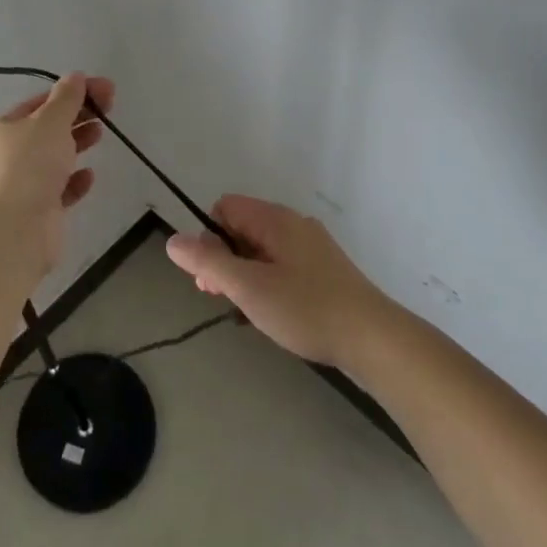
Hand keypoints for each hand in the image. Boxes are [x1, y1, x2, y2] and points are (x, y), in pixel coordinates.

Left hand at [0, 72, 113, 283]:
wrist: (9, 234)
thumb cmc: (27, 167)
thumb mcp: (49, 122)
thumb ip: (67, 98)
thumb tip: (75, 76)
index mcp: (5, 127)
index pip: (42, 101)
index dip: (74, 92)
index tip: (106, 89)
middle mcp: (10, 153)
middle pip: (49, 128)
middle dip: (78, 115)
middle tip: (110, 108)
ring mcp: (23, 184)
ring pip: (55, 157)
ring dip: (77, 143)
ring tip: (101, 134)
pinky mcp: (38, 212)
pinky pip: (60, 190)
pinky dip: (75, 181)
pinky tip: (90, 176)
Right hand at [166, 195, 393, 367]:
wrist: (373, 338)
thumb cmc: (306, 309)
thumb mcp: (249, 288)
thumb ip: (209, 263)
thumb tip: (173, 240)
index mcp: (275, 219)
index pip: (225, 207)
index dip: (209, 238)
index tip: (210, 277)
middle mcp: (293, 224)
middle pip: (242, 228)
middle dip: (225, 260)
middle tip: (223, 299)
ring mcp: (312, 247)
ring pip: (262, 251)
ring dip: (246, 276)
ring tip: (249, 313)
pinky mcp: (325, 270)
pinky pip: (283, 266)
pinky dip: (269, 284)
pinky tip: (275, 316)